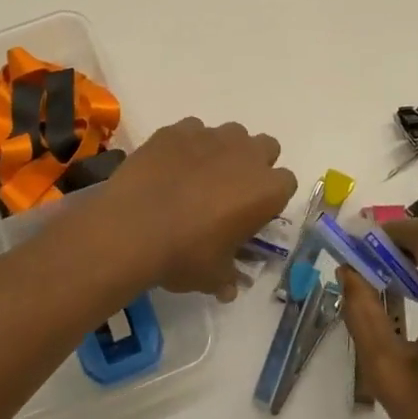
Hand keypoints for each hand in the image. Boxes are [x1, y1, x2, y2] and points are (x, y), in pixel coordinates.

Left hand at [93, 118, 296, 299]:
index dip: (270, 197)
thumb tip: (229, 288)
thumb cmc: (183, 255)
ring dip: (221, 151)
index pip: (286, 183)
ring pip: (229, 133)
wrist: (131, 228)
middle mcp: (244, 155)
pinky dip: (186, 145)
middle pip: (265, 147)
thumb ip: (227, 277)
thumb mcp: (213, 277)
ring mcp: (209, 137)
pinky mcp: (175, 130)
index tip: (251, 213)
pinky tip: (169, 166)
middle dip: (252, 164)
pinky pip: (191, 130)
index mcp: (266, 190)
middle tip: (229, 190)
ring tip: (197, 176)